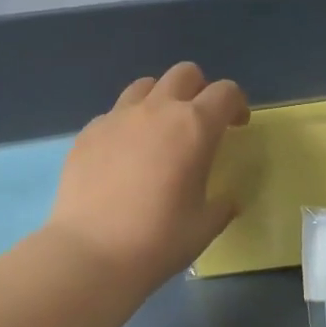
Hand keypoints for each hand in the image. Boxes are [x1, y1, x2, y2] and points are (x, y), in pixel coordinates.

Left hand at [44, 63, 249, 289]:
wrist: (91, 252)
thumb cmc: (158, 240)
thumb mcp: (204, 226)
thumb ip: (221, 205)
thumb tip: (226, 200)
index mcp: (194, 127)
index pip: (225, 92)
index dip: (237, 104)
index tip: (237, 126)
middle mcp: (157, 110)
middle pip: (185, 74)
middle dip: (199, 90)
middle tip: (200, 123)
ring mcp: (117, 117)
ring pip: (146, 86)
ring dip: (161, 99)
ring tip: (160, 131)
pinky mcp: (88, 132)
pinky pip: (114, 113)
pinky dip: (128, 124)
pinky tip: (124, 156)